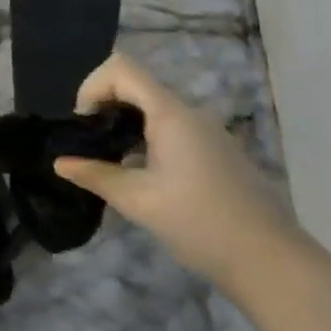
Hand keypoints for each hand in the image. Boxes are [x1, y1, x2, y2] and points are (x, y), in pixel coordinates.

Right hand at [54, 53, 297, 290]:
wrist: (270, 262)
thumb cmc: (199, 223)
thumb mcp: (138, 200)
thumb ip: (96, 176)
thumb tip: (60, 163)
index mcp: (170, 114)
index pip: (121, 68)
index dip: (92, 86)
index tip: (82, 124)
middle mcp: (189, 113)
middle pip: (136, 85)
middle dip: (104, 106)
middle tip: (89, 144)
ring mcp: (206, 132)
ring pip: (153, 109)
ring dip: (124, 125)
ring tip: (110, 164)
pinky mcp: (215, 152)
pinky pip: (171, 129)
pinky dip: (145, 139)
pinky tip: (141, 178)